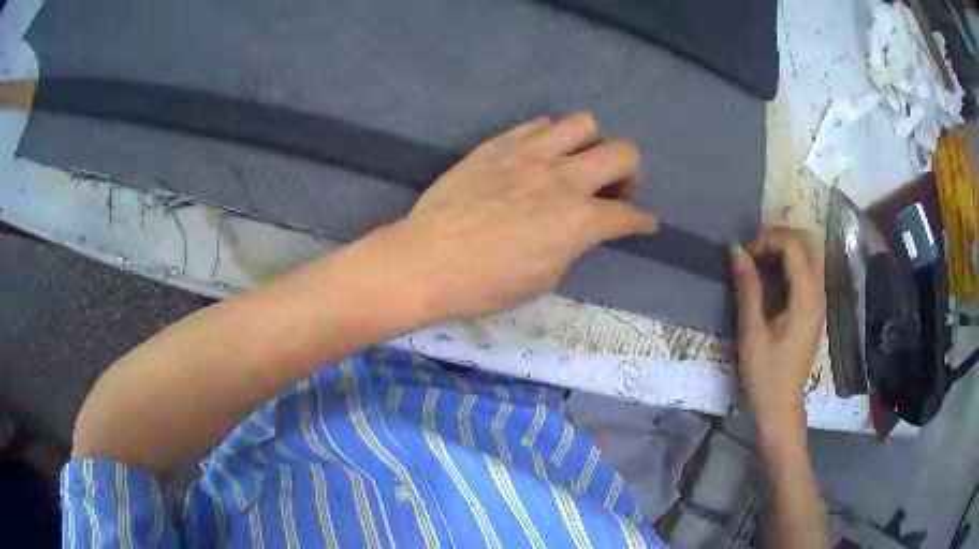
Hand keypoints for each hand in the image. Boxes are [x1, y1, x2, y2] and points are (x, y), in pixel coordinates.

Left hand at [362, 113, 658, 323]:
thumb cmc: (485, 284)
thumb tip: (577, 228)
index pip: (629, 215)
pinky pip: (538, 125)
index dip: (643, 221)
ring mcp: (530, 154)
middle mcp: (563, 178)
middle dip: (630, 173)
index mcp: (579, 221)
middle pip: (623, 153)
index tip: (645, 223)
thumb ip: (571, 244)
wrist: (427, 260)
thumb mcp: (544, 278)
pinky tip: (537, 156)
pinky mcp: (499, 144)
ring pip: (583, 124)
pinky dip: (549, 138)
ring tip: (573, 163)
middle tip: (614, 189)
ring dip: (589, 144)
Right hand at [731, 229, 824, 436]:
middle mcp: (818, 294)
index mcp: (806, 299)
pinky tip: (769, 278)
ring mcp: (818, 301)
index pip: (794, 247)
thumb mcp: (752, 333)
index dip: (767, 240)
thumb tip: (736, 251)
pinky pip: (806, 271)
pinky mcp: (813, 309)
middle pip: (806, 244)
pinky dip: (788, 264)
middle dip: (778, 239)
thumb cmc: (766, 375)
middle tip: (752, 253)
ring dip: (783, 250)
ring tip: (757, 262)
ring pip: (808, 255)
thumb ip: (748, 289)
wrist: (781, 407)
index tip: (744, 254)